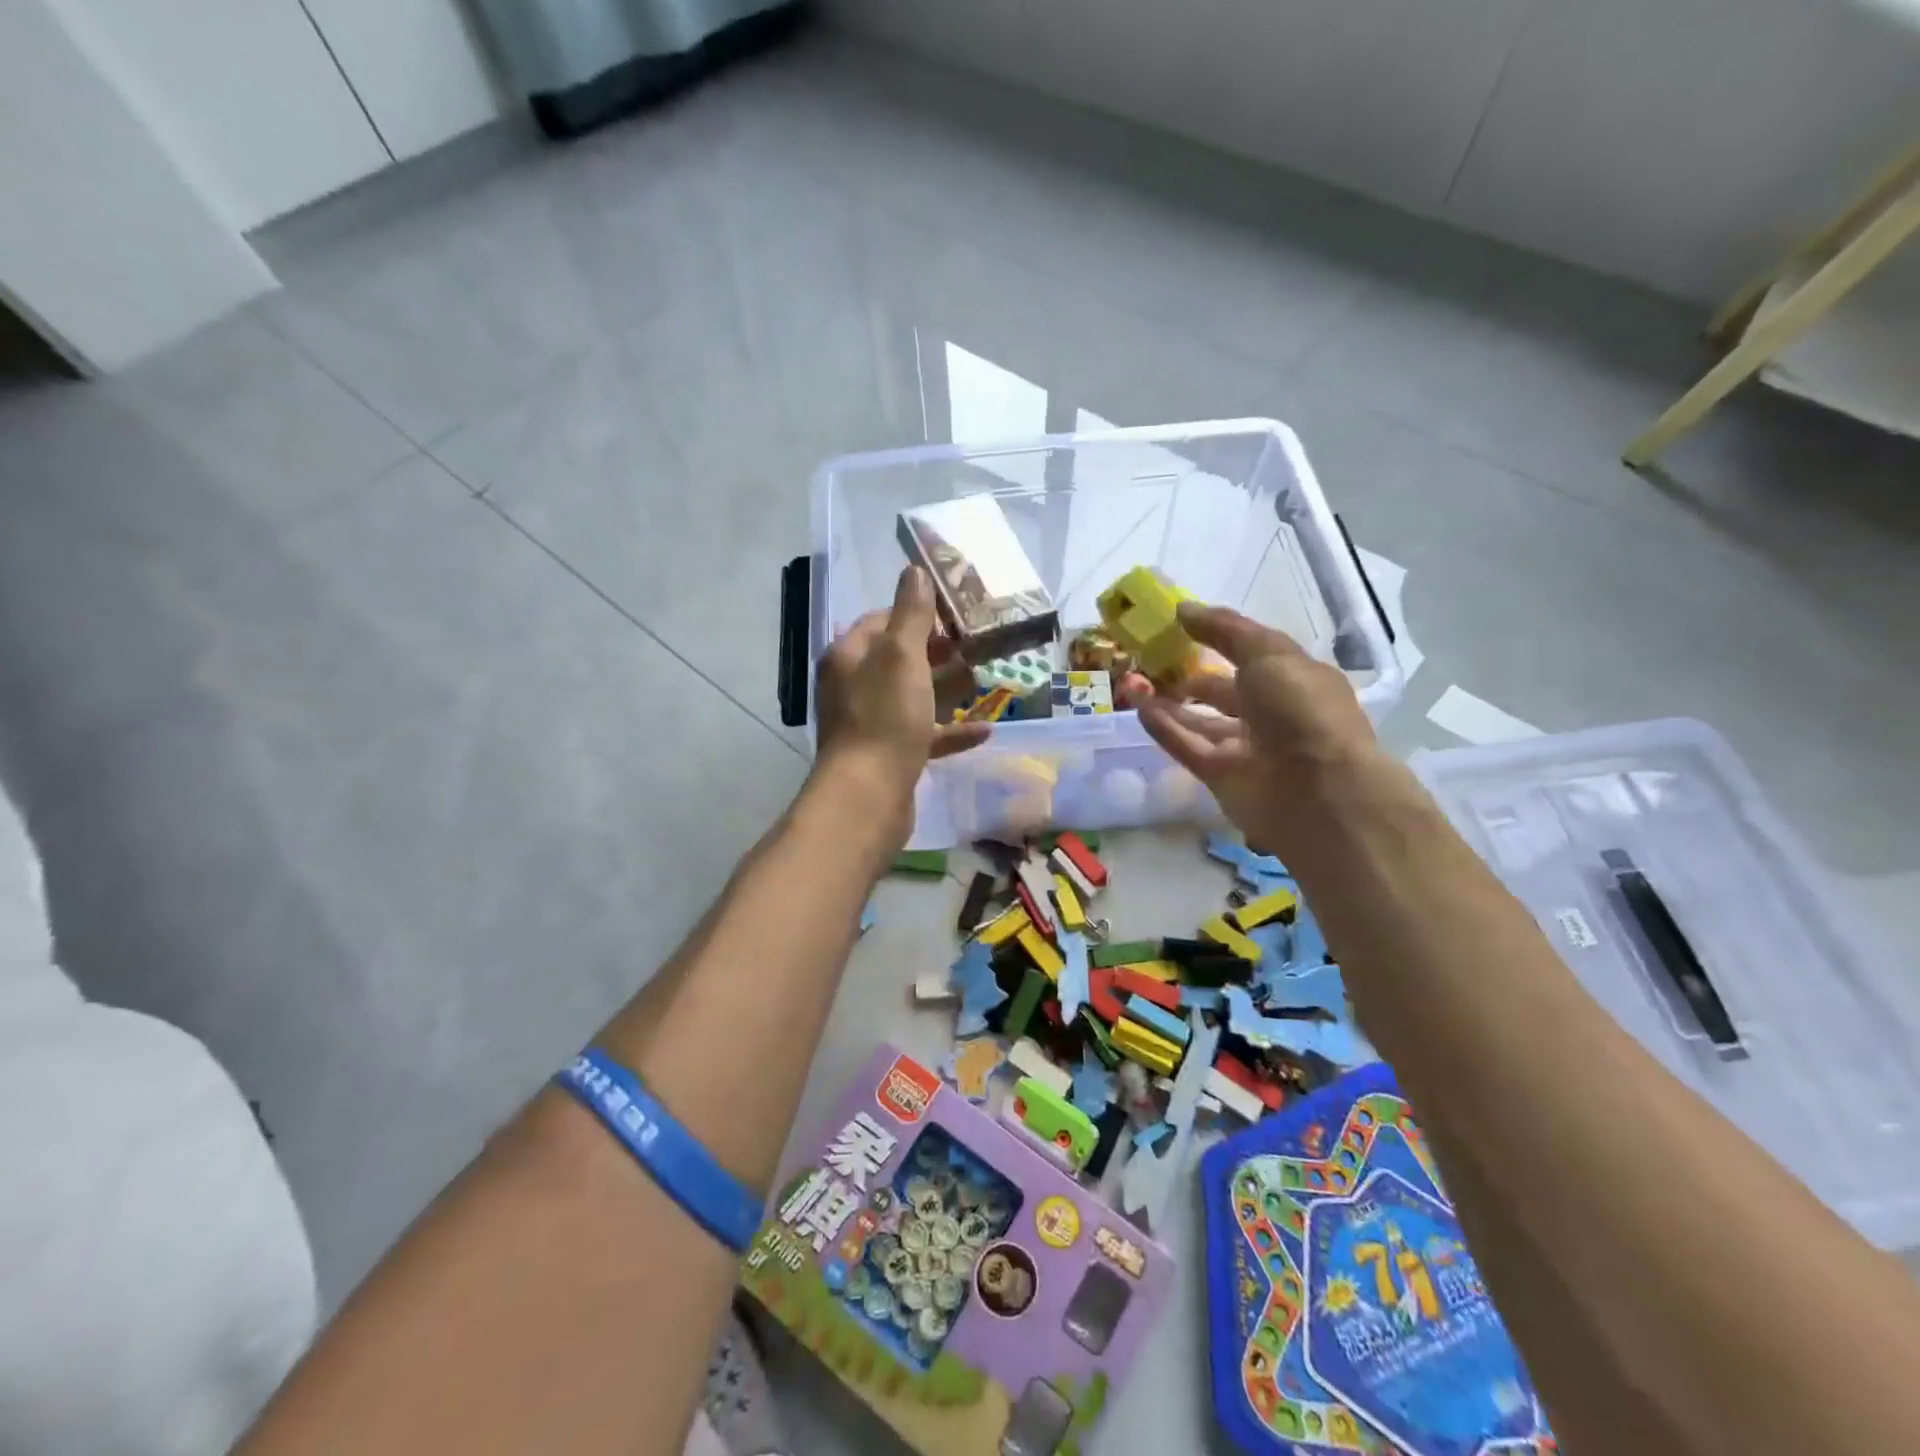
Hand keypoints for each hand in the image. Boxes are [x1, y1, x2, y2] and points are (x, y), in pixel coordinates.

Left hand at [812, 566, 987, 838]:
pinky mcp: (890, 754)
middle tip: (976, 647)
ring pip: (913, 696)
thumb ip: (910, 613)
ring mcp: (872, 722)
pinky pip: (924, 734)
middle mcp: (855, 685)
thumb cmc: (885, 717)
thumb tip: (914, 571)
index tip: (954, 616)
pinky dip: (951, 730)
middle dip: (937, 651)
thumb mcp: (901, 656)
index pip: (882, 620)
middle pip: (900, 658)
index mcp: (850, 656)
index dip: (917, 613)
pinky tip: (985, 730)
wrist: (868, 796)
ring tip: (983, 680)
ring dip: (947, 688)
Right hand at [1134, 603, 1382, 861]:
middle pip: (1222, 691)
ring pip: (1200, 720)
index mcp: (1293, 680)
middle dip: (1188, 675)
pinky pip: (1186, 746)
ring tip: (1132, 680)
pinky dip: (1163, 727)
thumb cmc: (1301, 711)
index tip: (1178, 625)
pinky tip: (1138, 707)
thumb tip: (1182, 609)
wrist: (1317, 793)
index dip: (1218, 638)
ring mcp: (1245, 747)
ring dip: (1168, 701)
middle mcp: (1271, 713)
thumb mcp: (1269, 654)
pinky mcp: (1220, 776)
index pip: (1252, 654)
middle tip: (1148, 659)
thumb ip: (1224, 630)